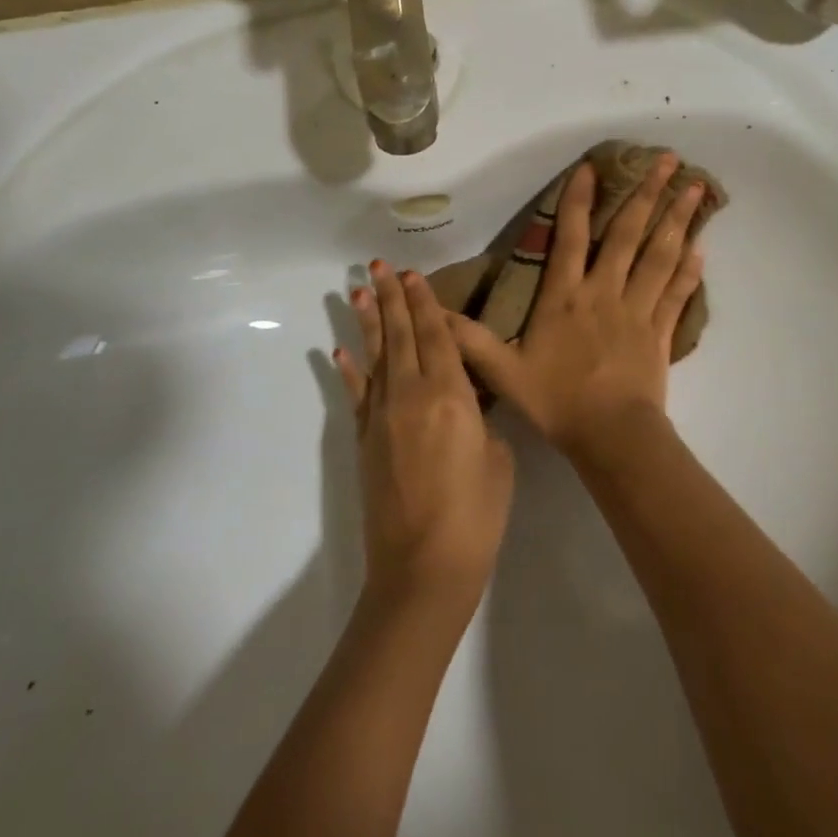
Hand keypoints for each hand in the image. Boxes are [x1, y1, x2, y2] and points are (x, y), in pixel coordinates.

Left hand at [336, 261, 514, 617]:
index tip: (413, 275)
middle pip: (401, 336)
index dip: (425, 304)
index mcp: (451, 396)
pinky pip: (357, 395)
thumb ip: (482, 420)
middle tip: (379, 266)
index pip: (437, 336)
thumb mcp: (497, 458)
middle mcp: (411, 396)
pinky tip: (339, 350)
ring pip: (375, 357)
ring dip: (367, 322)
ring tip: (357, 290)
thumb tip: (467, 402)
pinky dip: (348, 370)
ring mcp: (382, 417)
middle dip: (392, 299)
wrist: (423, 571)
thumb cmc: (476, 516)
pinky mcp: (365, 441)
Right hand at [448, 155, 704, 465]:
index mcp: (566, 296)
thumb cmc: (557, 400)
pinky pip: (677, 293)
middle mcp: (605, 291)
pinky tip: (702, 248)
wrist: (611, 435)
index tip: (592, 167)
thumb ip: (470, 339)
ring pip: (661, 255)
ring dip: (678, 219)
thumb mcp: (503, 371)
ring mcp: (637, 309)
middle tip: (667, 159)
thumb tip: (433, 312)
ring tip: (696, 188)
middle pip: (628, 234)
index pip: (572, 237)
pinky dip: (690, 270)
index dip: (580, 200)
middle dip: (647, 193)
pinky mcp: (660, 331)